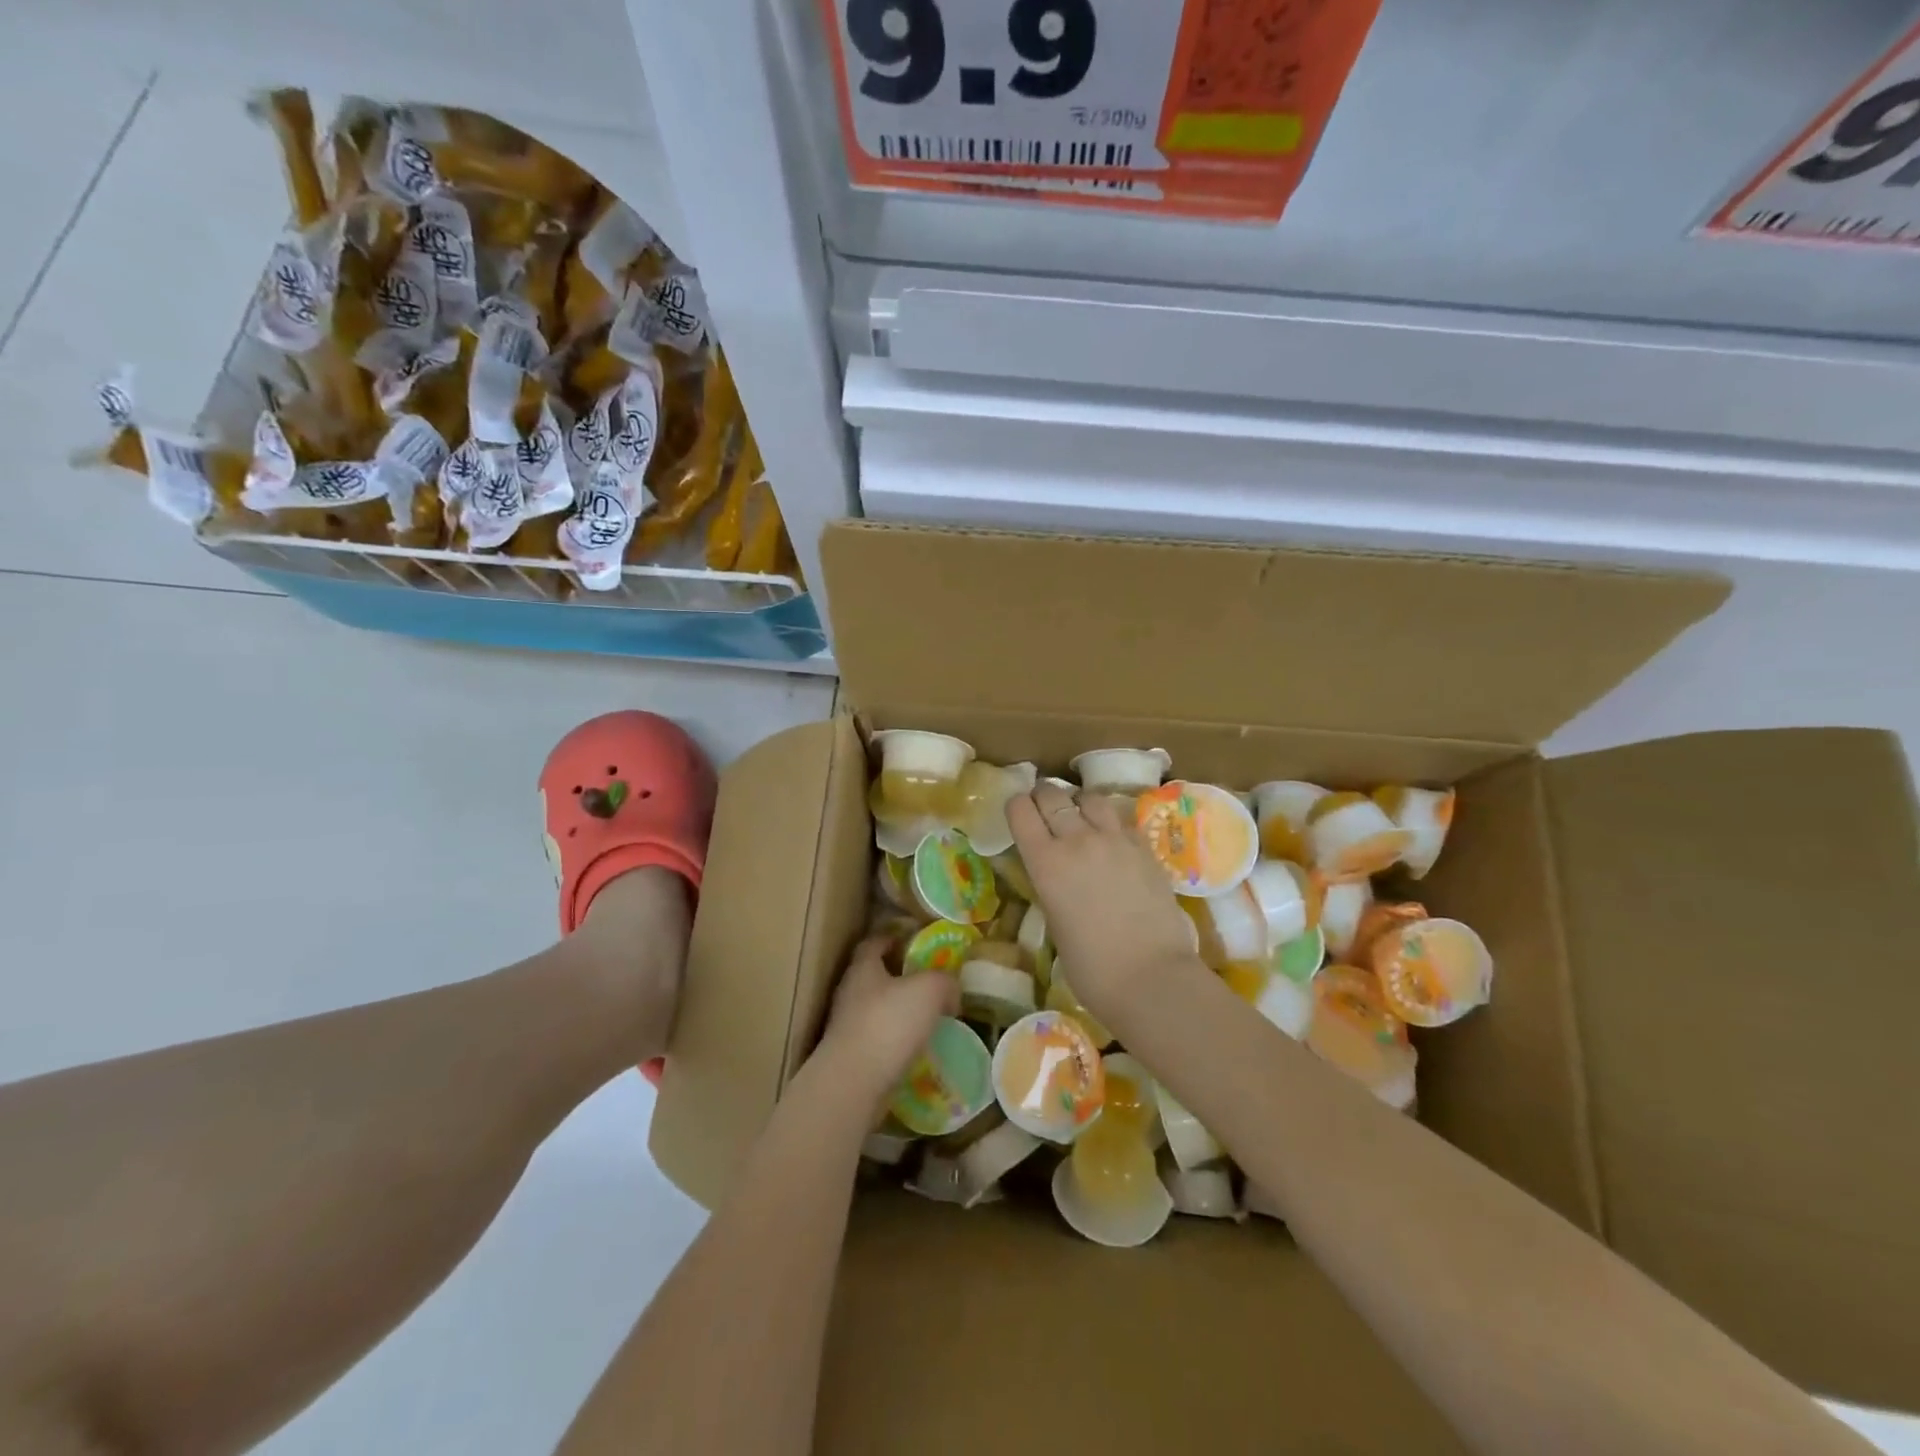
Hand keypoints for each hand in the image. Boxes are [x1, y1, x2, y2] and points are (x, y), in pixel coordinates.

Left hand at [817, 937, 958, 1101]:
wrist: (854, 1083)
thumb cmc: (889, 1023)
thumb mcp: (929, 990)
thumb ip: (944, 981)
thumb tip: (951, 989)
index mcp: (863, 967)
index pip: (874, 942)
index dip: (892, 937)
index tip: (912, 940)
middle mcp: (850, 992)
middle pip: (875, 976)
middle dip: (900, 977)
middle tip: (930, 981)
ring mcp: (847, 1026)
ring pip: (877, 1009)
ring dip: (900, 1011)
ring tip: (928, 1018)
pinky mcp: (852, 1056)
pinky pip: (879, 1039)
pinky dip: (896, 1040)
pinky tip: (917, 1048)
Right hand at [1008, 783, 1199, 1028]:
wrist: (1151, 977)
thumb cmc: (1092, 968)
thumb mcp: (1054, 923)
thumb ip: (1051, 887)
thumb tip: (1056, 876)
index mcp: (1045, 863)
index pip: (1020, 810)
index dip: (1016, 807)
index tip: (1018, 813)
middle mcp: (1077, 840)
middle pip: (1053, 795)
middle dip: (1043, 797)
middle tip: (1044, 809)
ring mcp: (1115, 840)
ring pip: (1090, 798)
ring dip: (1079, 803)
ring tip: (1080, 816)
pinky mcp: (1144, 847)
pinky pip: (1121, 819)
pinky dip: (1110, 822)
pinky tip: (1111, 839)